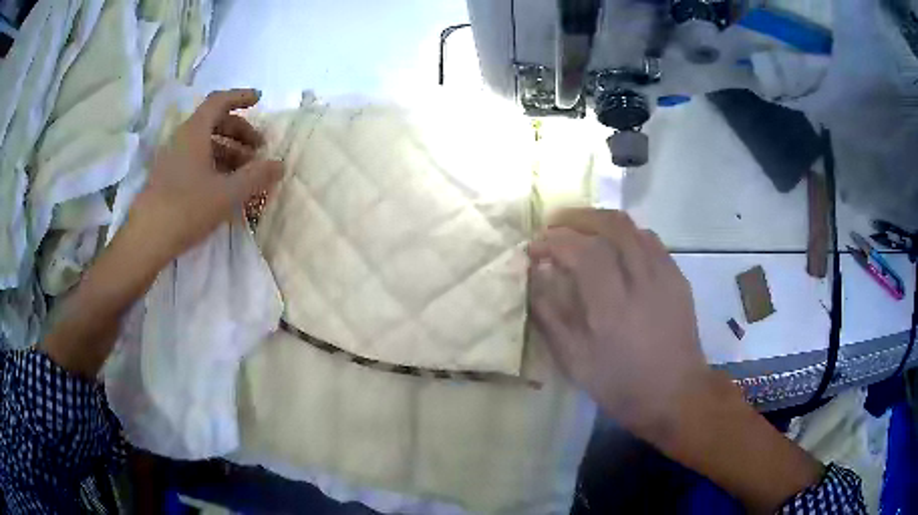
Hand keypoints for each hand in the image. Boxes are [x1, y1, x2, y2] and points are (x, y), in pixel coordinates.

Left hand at [129, 88, 282, 262]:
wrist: (147, 239)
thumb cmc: (187, 208)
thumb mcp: (227, 193)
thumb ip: (256, 177)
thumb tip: (280, 165)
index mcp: (194, 132)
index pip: (219, 101)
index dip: (240, 97)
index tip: (259, 100)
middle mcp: (181, 139)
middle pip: (214, 122)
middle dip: (239, 131)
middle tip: (258, 149)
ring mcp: (172, 159)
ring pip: (204, 143)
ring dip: (228, 150)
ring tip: (244, 171)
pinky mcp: (167, 178)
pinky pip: (195, 160)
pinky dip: (213, 164)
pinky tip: (223, 186)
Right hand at [528, 209, 708, 437]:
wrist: (675, 395)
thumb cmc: (621, 385)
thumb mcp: (574, 361)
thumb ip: (551, 315)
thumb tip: (536, 275)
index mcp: (612, 306)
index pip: (582, 250)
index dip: (553, 240)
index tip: (534, 247)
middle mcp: (642, 280)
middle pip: (611, 225)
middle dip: (577, 217)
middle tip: (554, 225)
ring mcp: (665, 275)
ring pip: (633, 227)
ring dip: (601, 221)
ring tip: (580, 230)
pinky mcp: (678, 278)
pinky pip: (651, 240)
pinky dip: (626, 234)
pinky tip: (615, 247)